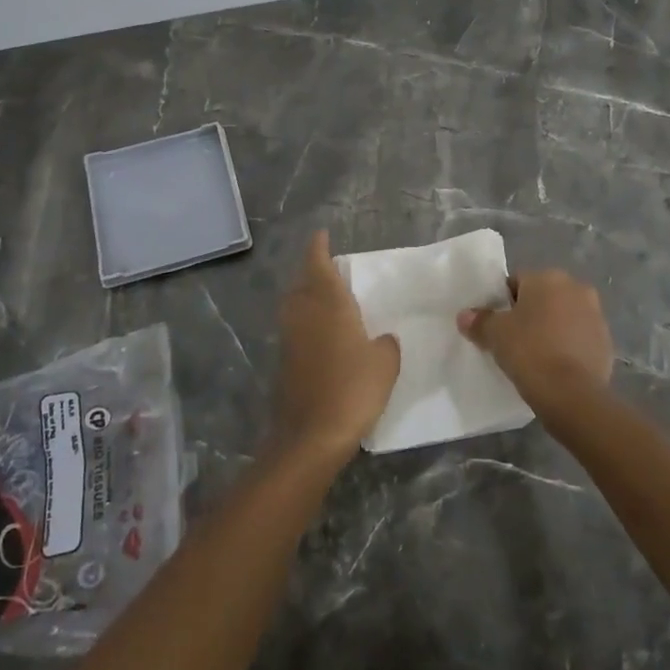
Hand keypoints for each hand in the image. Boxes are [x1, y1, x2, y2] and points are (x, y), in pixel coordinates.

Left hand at [274, 231, 399, 461]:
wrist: (311, 435)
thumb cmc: (353, 390)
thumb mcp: (385, 364)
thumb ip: (385, 344)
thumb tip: (381, 339)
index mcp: (329, 305)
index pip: (319, 265)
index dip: (318, 248)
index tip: (320, 235)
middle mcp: (304, 314)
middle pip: (302, 282)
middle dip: (311, 271)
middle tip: (328, 267)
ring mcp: (290, 338)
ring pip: (294, 304)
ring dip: (305, 295)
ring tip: (324, 297)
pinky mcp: (284, 362)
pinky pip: (294, 328)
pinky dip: (304, 321)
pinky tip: (320, 333)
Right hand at [457, 270, 614, 413]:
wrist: (572, 394)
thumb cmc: (529, 351)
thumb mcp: (495, 335)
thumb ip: (479, 321)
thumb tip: (465, 316)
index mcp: (548, 278)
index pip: (517, 282)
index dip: (503, 303)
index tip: (497, 325)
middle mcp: (576, 288)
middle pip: (544, 297)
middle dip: (531, 313)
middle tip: (514, 339)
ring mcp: (596, 316)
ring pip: (564, 317)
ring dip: (552, 329)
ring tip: (536, 355)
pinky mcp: (607, 343)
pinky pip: (579, 339)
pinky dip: (568, 347)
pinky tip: (555, 367)